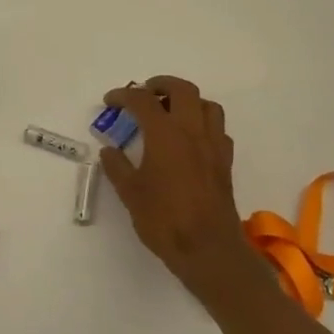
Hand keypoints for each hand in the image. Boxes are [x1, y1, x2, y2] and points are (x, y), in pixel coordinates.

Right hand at [98, 76, 275, 301]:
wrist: (207, 248)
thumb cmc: (163, 219)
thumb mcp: (130, 193)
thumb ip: (117, 166)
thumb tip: (109, 150)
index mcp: (165, 135)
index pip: (143, 101)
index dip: (124, 96)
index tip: (110, 101)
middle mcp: (193, 132)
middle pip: (182, 90)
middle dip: (161, 84)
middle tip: (144, 93)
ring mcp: (213, 146)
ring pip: (207, 105)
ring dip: (187, 101)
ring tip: (170, 112)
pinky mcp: (225, 162)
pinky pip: (218, 129)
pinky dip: (203, 124)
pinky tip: (190, 140)